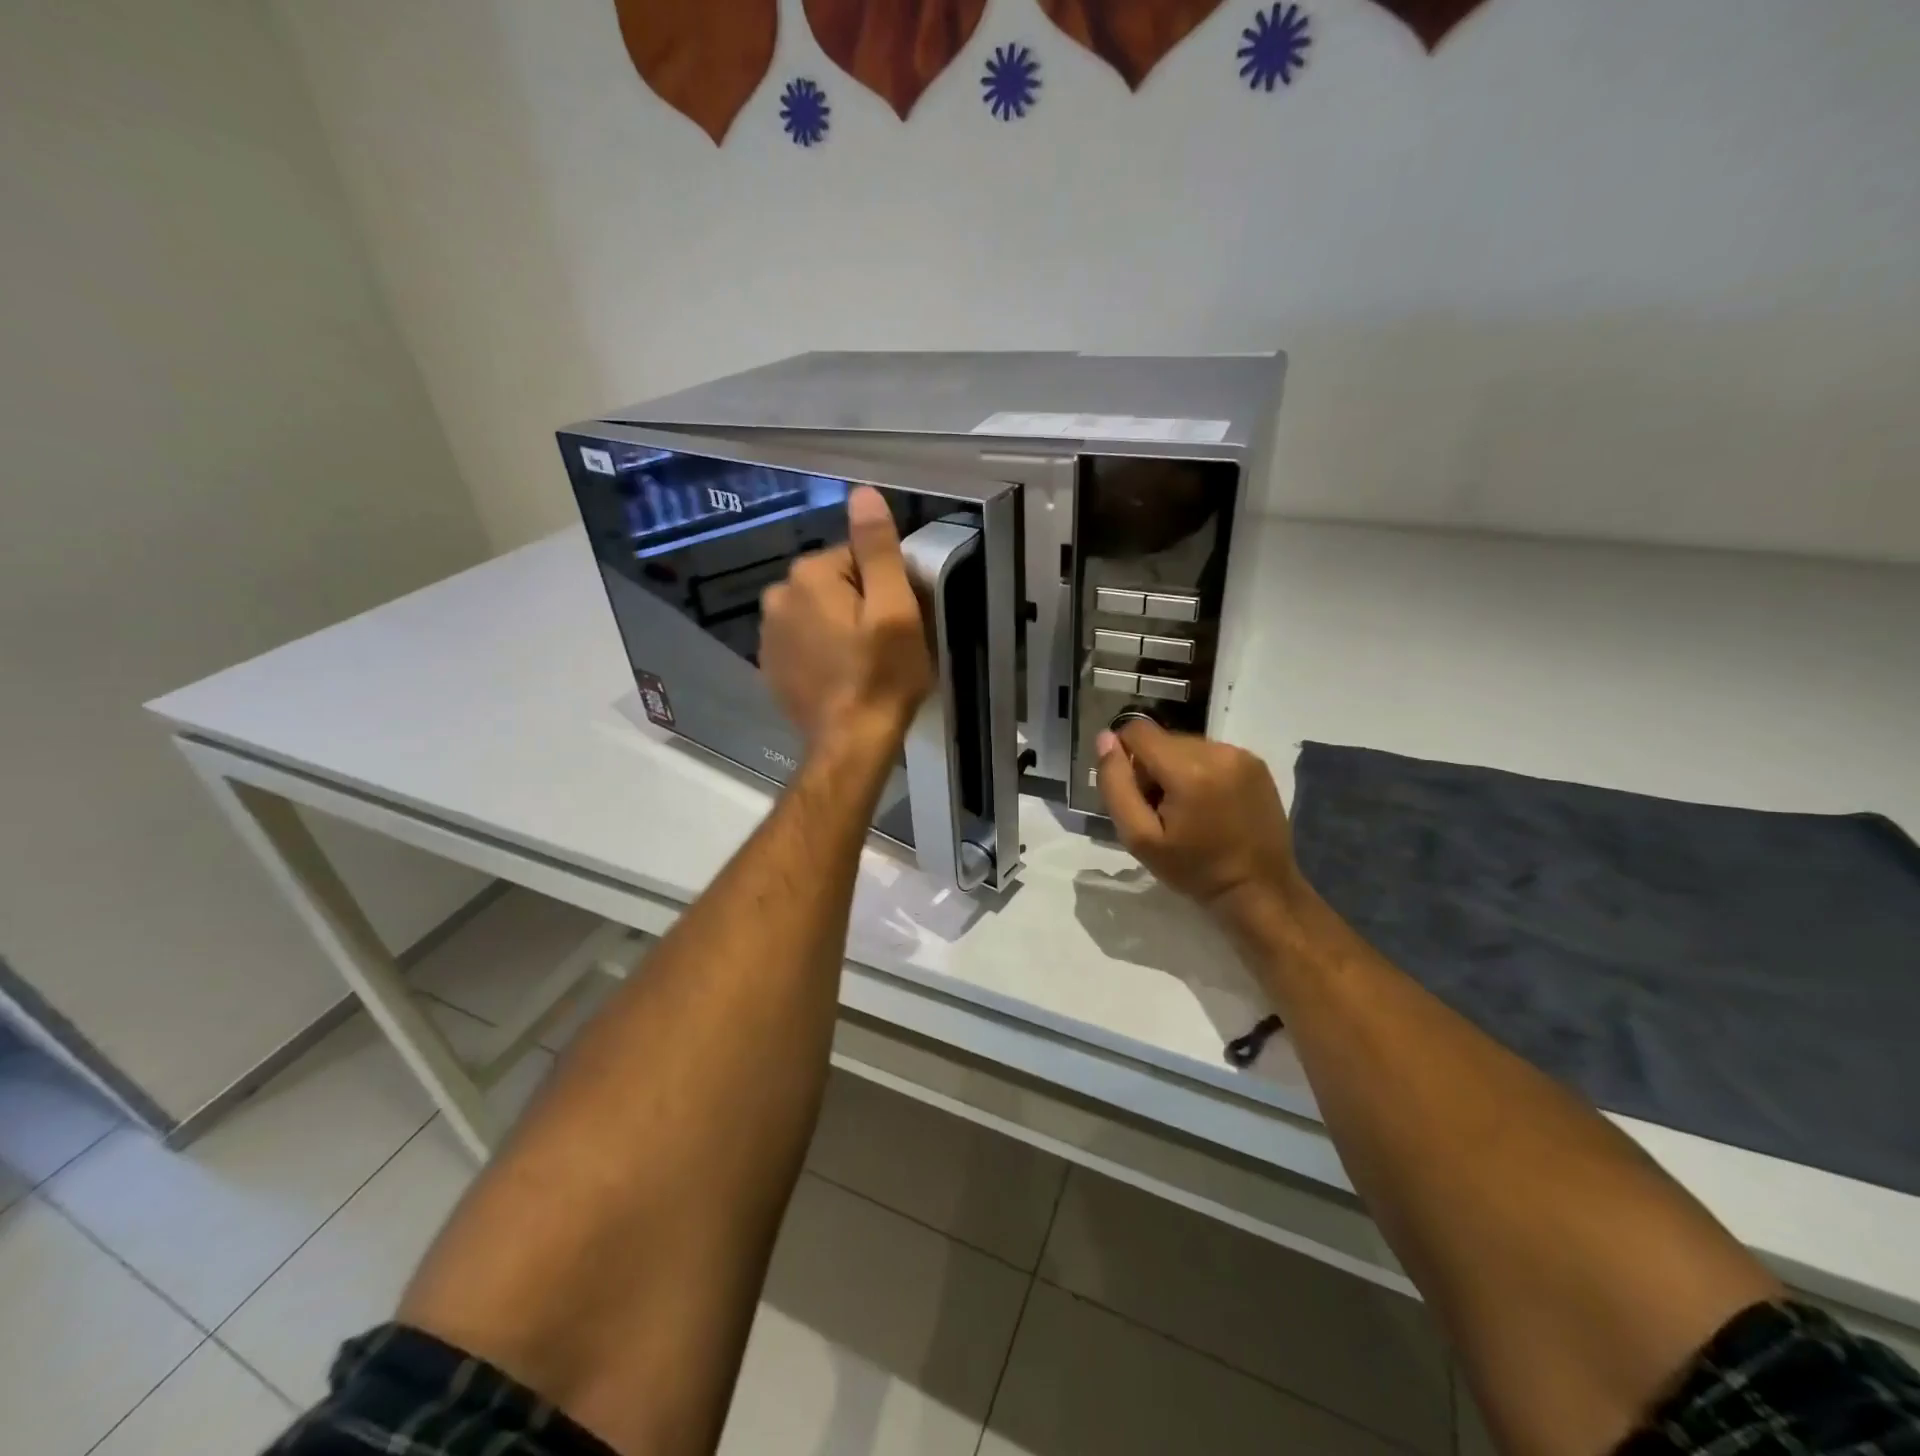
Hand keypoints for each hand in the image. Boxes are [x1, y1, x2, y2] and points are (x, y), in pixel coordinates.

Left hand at [760, 486, 932, 751]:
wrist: (850, 743)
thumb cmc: (882, 676)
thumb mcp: (894, 609)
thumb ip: (877, 548)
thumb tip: (862, 493)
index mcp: (809, 575)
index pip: (856, 557)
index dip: (884, 586)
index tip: (897, 619)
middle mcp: (777, 596)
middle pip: (833, 584)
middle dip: (858, 605)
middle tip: (884, 644)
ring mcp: (767, 634)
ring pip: (816, 613)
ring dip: (837, 627)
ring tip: (863, 663)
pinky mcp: (769, 666)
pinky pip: (801, 642)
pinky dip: (819, 651)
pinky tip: (839, 677)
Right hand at [1095, 721, 1305, 934]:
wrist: (1259, 890)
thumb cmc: (1194, 870)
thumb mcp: (1139, 838)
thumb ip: (1116, 785)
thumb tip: (1105, 738)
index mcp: (1188, 769)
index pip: (1136, 731)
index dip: (1125, 758)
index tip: (1137, 795)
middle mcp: (1217, 750)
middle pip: (1162, 739)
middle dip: (1153, 768)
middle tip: (1162, 811)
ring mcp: (1241, 754)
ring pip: (1186, 745)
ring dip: (1177, 770)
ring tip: (1188, 810)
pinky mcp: (1256, 762)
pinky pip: (1211, 754)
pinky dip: (1201, 772)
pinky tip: (1210, 805)